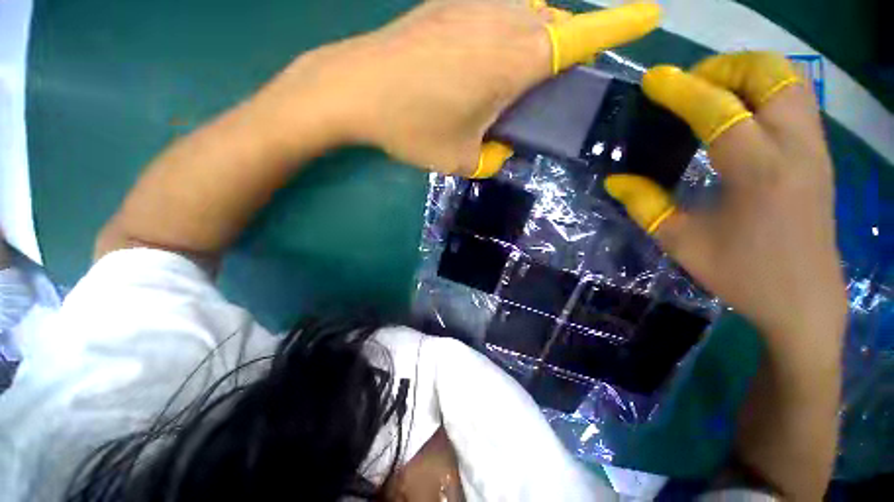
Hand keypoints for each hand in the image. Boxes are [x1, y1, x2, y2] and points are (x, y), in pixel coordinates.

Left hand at [271, 0, 660, 176]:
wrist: (355, 89)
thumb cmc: (412, 127)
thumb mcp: (460, 158)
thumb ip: (491, 158)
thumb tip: (502, 151)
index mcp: (517, 58)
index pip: (583, 36)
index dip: (619, 24)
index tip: (650, 14)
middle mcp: (504, 19)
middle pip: (554, 26)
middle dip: (560, 50)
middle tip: (542, 87)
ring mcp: (472, 5)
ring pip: (524, 15)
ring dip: (529, 42)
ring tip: (506, 80)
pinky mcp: (445, 5)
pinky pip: (491, 13)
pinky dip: (499, 33)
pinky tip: (474, 62)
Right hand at [604, 52, 846, 345]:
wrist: (804, 299)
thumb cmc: (742, 274)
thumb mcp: (681, 242)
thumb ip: (644, 205)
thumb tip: (615, 180)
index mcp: (759, 172)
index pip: (719, 110)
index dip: (681, 90)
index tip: (653, 80)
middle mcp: (796, 148)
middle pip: (768, 74)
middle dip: (722, 69)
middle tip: (687, 89)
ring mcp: (814, 147)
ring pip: (787, 79)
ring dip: (745, 74)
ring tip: (710, 95)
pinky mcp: (819, 153)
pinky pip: (794, 98)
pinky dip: (763, 90)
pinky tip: (737, 115)